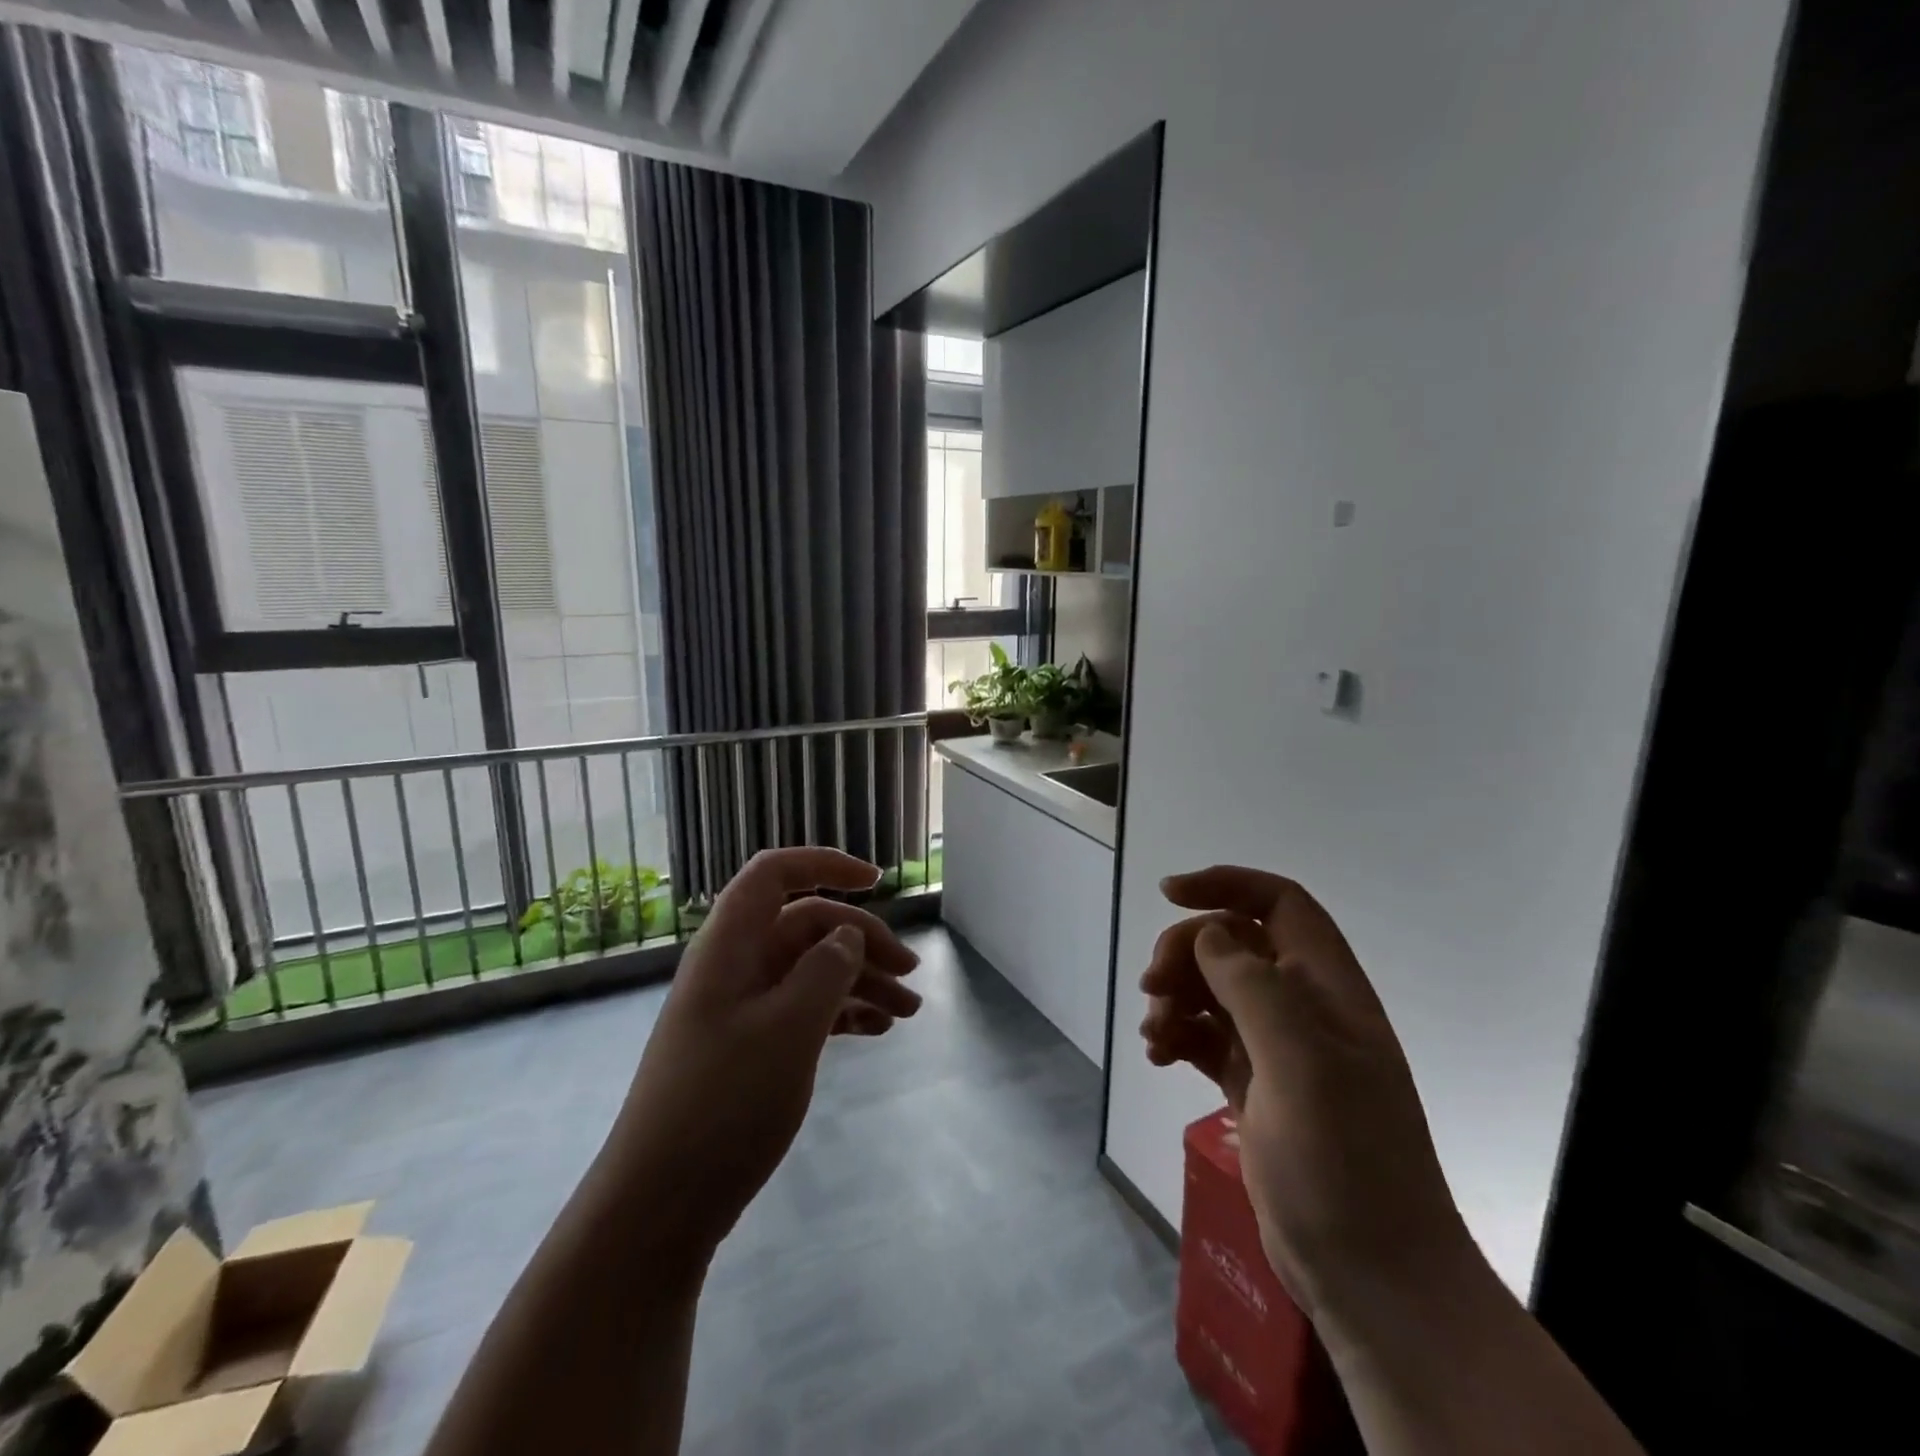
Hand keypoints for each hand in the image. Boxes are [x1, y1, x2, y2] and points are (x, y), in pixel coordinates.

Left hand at [607, 847, 921, 1262]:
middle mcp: (735, 966)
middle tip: (911, 973)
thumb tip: (847, 932)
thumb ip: (826, 969)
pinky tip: (876, 1032)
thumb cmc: (724, 1104)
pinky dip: (841, 1013)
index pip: (774, 874)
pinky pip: (804, 1009)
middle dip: (862, 939)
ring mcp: (741, 1008)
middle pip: (806, 925)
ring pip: (810, 970)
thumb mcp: (789, 1029)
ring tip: (909, 1012)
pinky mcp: (749, 1047)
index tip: (877, 882)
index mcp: (731, 946)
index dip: (825, 865)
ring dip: (860, 981)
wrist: (660, 1205)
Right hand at [1140, 865, 1470, 1317]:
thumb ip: (1253, 986)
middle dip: (1186, 952)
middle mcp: (1303, 1009)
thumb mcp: (1301, 1063)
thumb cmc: (1344, 1161)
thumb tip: (1209, 933)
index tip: (1169, 893)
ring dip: (1175, 997)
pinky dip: (1177, 1035)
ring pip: (1213, 990)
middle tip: (1153, 987)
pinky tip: (1157, 1056)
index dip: (1227, 884)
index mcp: (1327, 988)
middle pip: (1233, 944)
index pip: (1280, 903)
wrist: (1372, 1278)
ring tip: (1154, 1033)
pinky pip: (1205, 1036)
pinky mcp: (1254, 1086)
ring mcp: (1277, 1050)